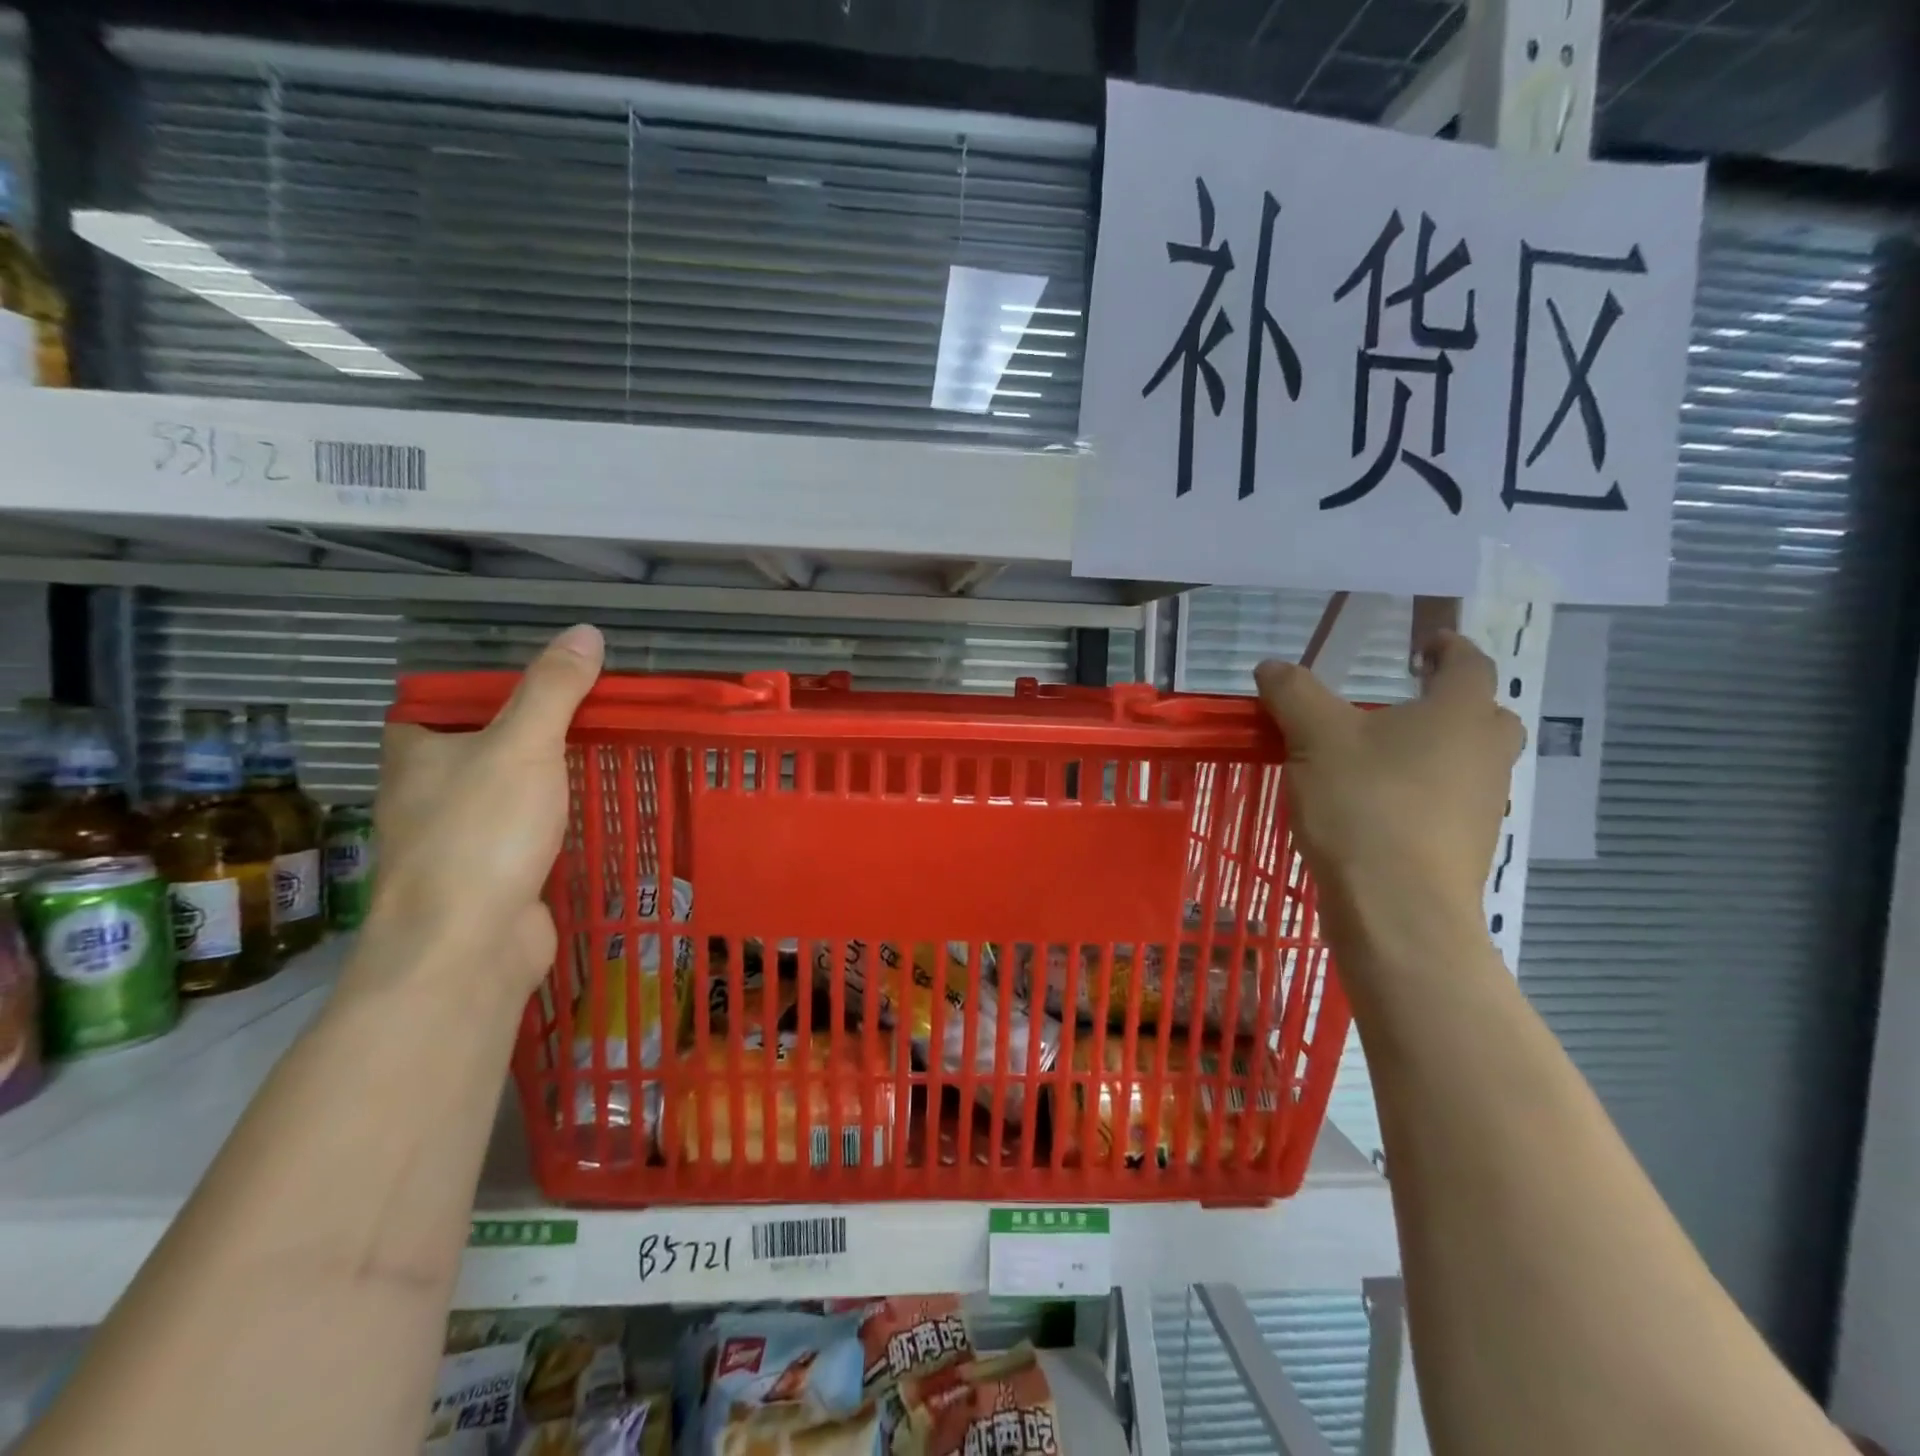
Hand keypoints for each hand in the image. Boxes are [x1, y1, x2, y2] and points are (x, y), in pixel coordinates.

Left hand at [358, 623, 604, 1000]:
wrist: (466, 945)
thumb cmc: (482, 832)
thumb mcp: (523, 745)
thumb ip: (553, 690)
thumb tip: (585, 632)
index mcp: (416, 752)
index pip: (445, 702)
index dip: (493, 688)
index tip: (551, 684)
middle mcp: (425, 793)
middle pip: (482, 746)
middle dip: (534, 734)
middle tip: (594, 717)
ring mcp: (455, 840)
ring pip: (505, 793)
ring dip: (546, 781)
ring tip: (603, 758)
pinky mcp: (487, 877)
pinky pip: (524, 834)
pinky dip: (553, 823)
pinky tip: (591, 816)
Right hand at [1255, 630, 1519, 942]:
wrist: (1398, 909)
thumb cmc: (1364, 806)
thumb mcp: (1315, 738)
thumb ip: (1293, 694)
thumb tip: (1271, 667)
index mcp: (1459, 714)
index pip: (1470, 664)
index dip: (1448, 648)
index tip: (1426, 644)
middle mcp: (1485, 754)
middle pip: (1485, 715)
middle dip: (1453, 702)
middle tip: (1409, 701)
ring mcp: (1484, 805)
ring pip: (1470, 762)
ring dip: (1438, 750)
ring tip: (1382, 755)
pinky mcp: (1466, 847)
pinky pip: (1452, 802)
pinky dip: (1425, 792)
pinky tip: (1379, 805)